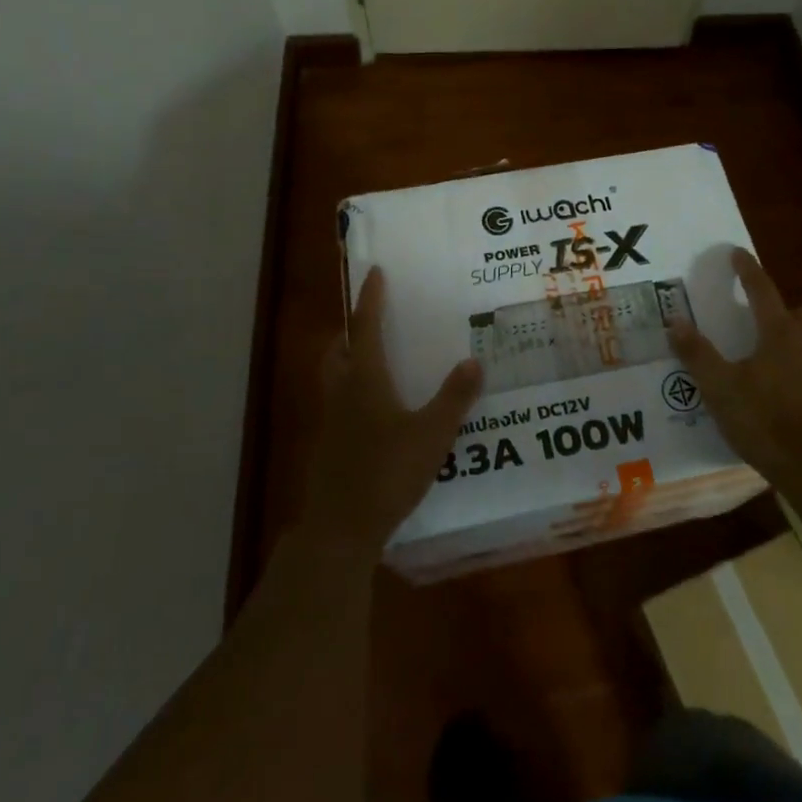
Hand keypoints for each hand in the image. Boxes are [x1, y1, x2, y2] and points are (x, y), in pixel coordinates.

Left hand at [300, 267, 482, 558]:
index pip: (364, 327)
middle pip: (338, 350)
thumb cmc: (386, 473)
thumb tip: (473, 361)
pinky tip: (376, 415)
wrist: (340, 528)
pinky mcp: (327, 448)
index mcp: (363, 380)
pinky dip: (352, 395)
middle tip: (370, 322)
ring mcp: (329, 422)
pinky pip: (338, 406)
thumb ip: (454, 398)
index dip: (369, 298)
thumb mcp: (431, 434)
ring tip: (375, 363)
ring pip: (333, 378)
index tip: (374, 272)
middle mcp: (341, 393)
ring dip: (348, 362)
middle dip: (350, 331)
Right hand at [668, 248, 801, 491]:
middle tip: (765, 321)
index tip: (737, 253)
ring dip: (798, 343)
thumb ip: (697, 354)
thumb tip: (675, 322)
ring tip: (771, 362)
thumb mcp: (720, 388)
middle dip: (789, 310)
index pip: (763, 290)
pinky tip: (785, 399)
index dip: (747, 270)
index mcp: (781, 335)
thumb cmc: (765, 421)